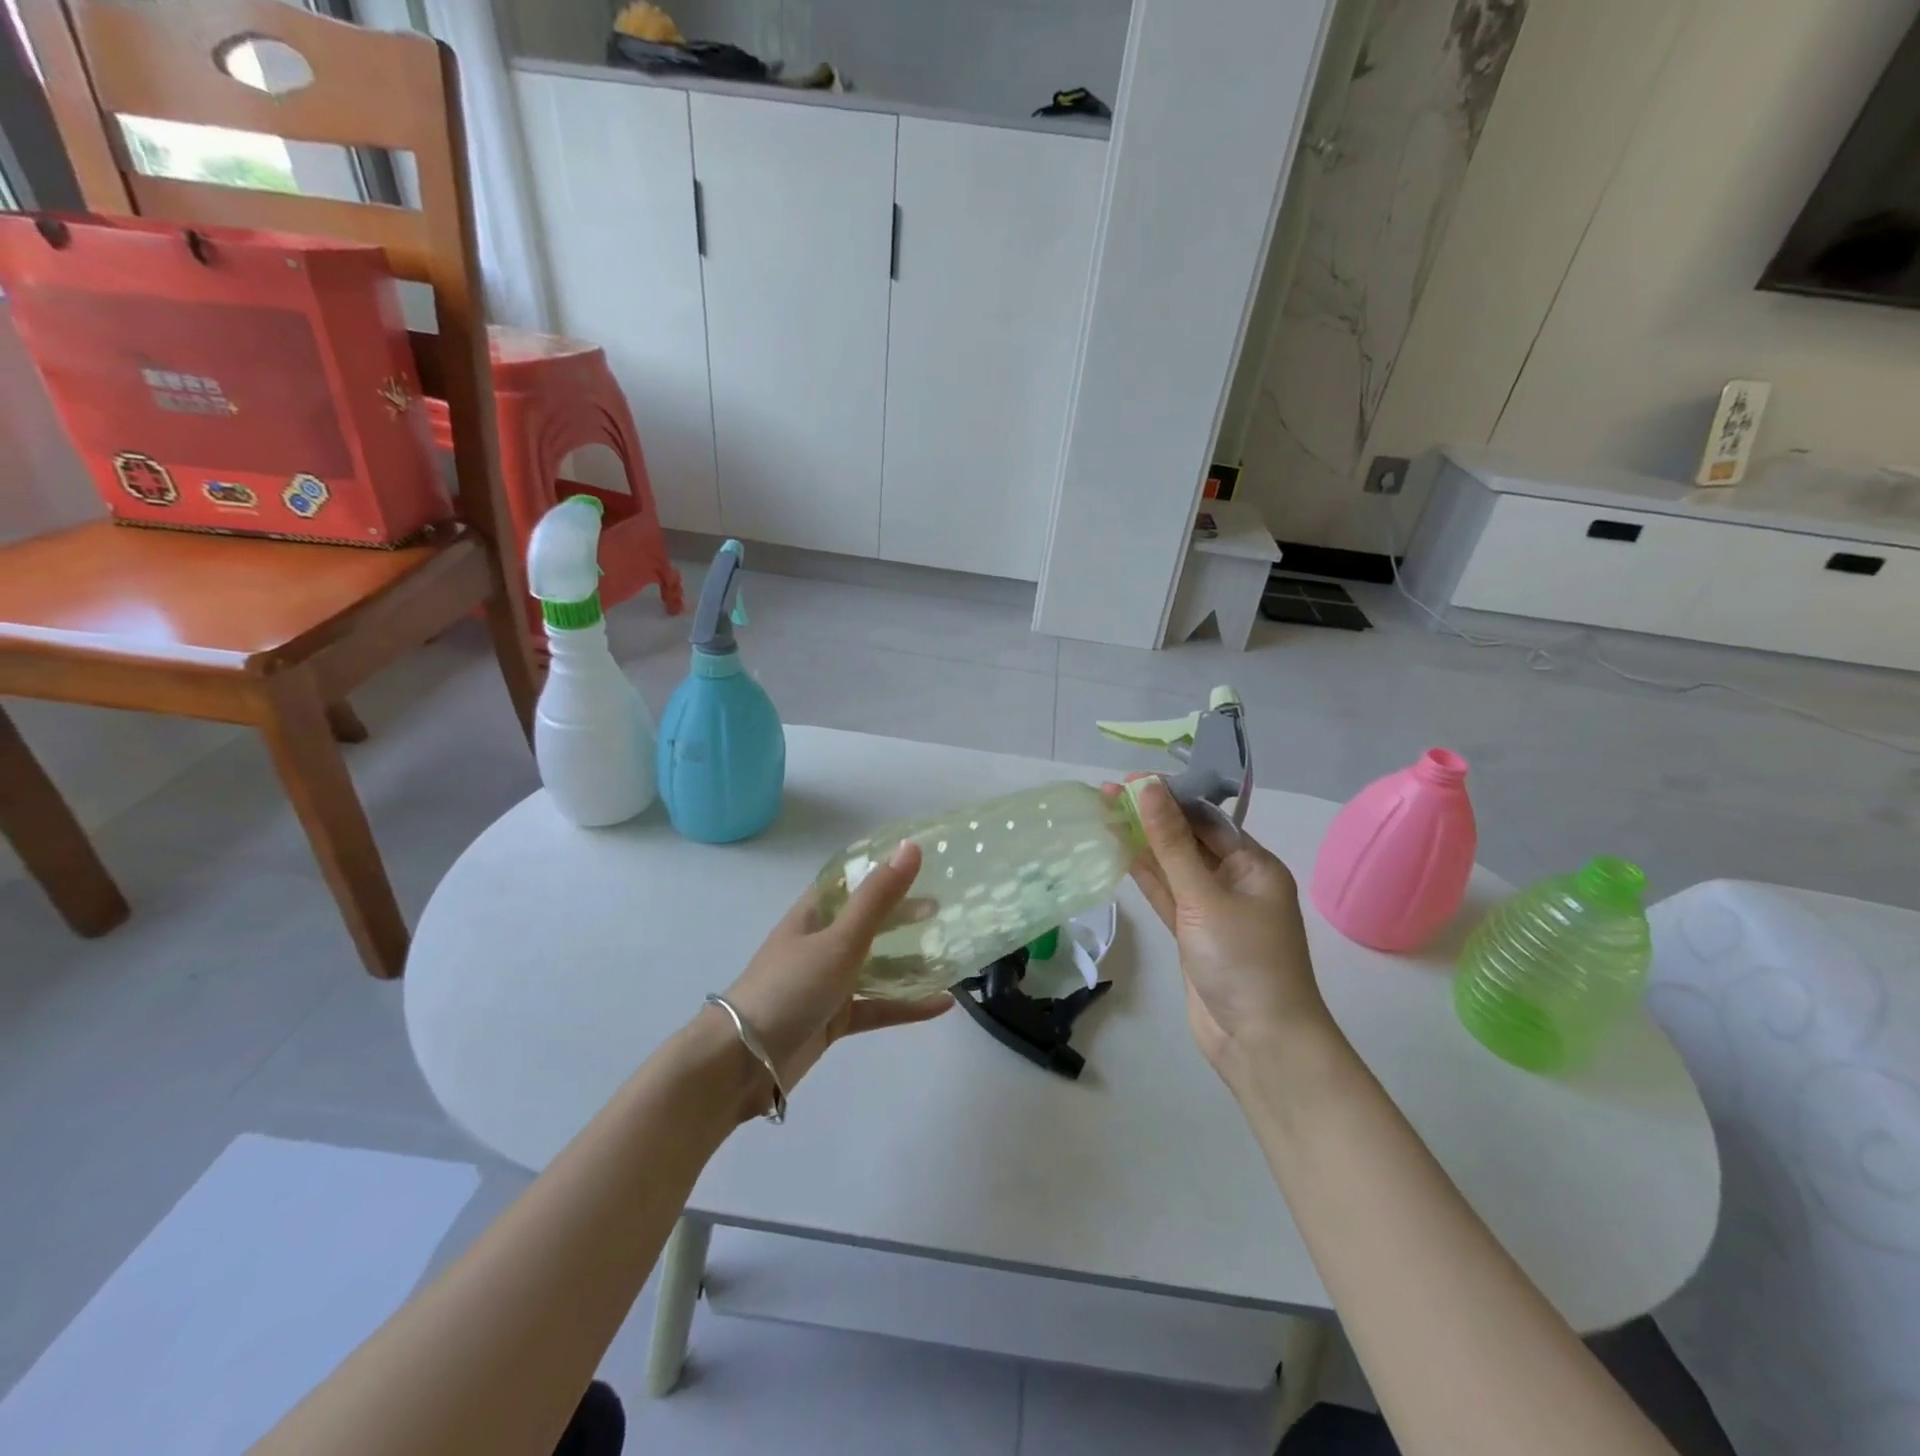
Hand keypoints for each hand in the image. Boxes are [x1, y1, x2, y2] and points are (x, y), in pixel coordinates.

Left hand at [715, 840, 949, 1117]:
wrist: (742, 1063)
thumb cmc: (790, 988)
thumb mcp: (840, 940)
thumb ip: (878, 898)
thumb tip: (911, 847)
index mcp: (813, 915)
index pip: (850, 881)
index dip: (881, 869)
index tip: (920, 861)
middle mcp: (820, 943)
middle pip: (867, 922)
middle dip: (902, 916)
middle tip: (942, 909)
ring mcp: (826, 983)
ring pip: (875, 966)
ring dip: (909, 962)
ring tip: (949, 954)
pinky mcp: (834, 1019)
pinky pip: (877, 1005)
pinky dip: (907, 1004)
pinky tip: (942, 1003)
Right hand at [1123, 777, 1330, 1078]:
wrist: (1260, 1043)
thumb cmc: (1243, 961)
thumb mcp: (1204, 896)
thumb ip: (1171, 843)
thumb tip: (1148, 788)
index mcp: (1254, 865)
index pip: (1206, 818)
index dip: (1169, 797)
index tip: (1130, 780)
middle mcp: (1235, 881)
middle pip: (1187, 840)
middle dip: (1150, 817)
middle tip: (1106, 794)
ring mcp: (1212, 910)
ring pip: (1172, 867)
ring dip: (1142, 844)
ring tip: (1103, 814)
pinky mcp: (1192, 934)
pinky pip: (1166, 895)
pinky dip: (1144, 876)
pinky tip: (1118, 851)